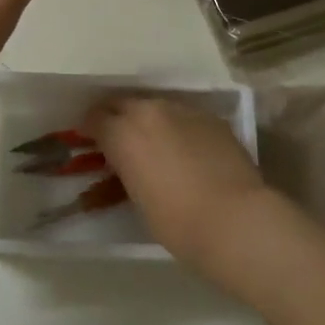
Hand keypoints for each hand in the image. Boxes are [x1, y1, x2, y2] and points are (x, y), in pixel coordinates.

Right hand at [87, 96, 273, 270]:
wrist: (234, 218)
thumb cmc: (176, 221)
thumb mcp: (137, 198)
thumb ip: (126, 171)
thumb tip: (128, 165)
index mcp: (122, 133)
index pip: (95, 118)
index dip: (91, 130)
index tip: (92, 142)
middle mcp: (149, 112)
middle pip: (123, 103)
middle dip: (116, 117)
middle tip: (118, 138)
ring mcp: (183, 110)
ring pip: (156, 106)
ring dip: (148, 120)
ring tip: (154, 144)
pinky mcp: (211, 118)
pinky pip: (184, 116)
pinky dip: (177, 127)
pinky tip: (186, 149)